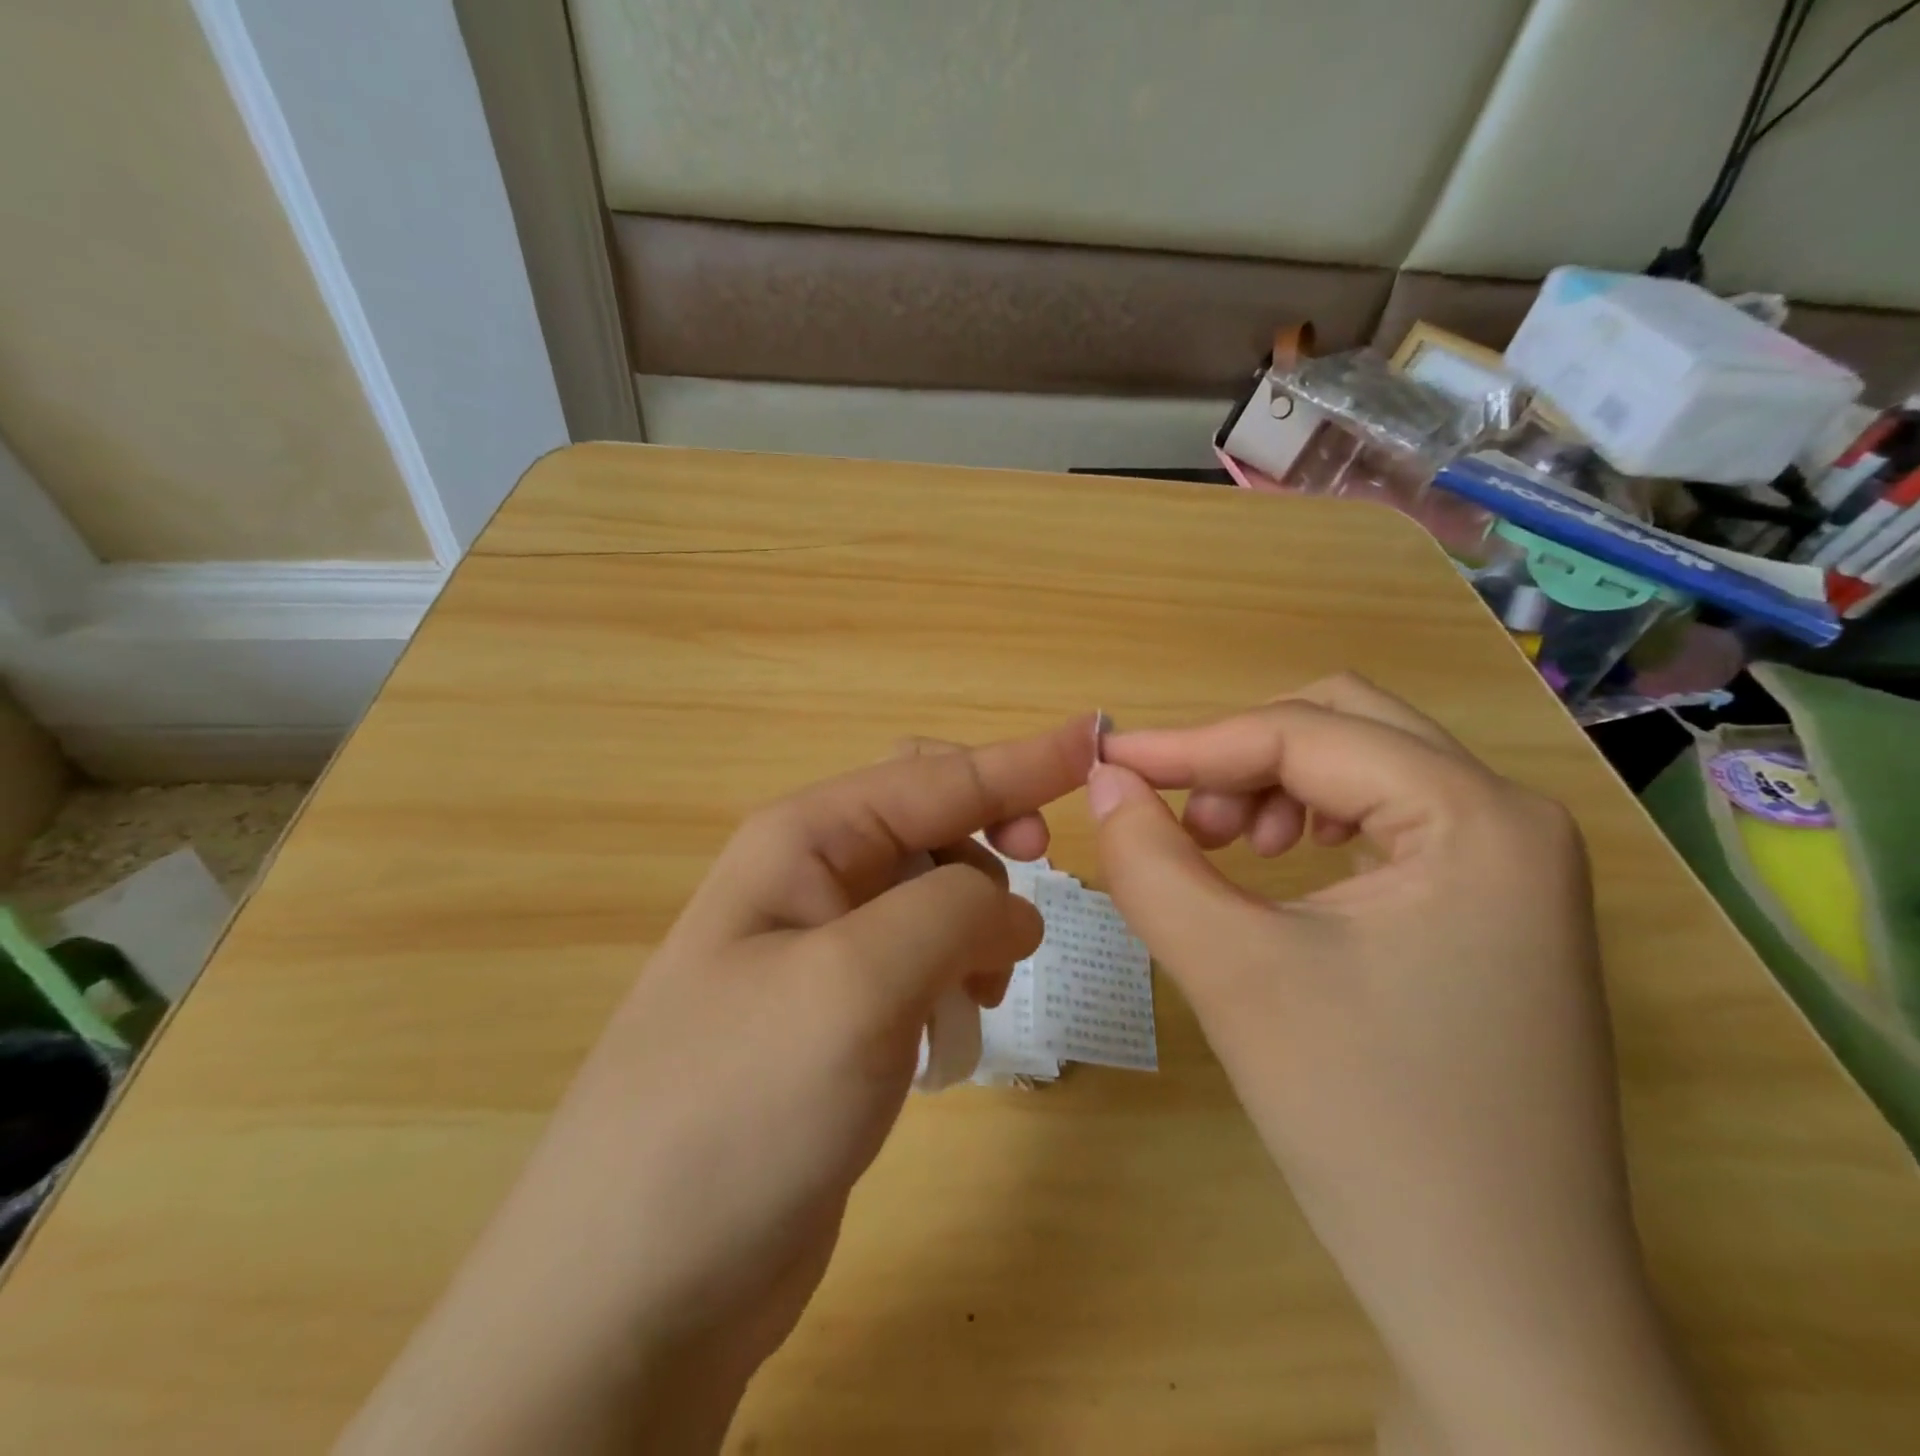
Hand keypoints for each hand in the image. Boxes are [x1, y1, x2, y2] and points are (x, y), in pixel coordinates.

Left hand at [338, 718, 1094, 1455]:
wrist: (637, 1285)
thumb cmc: (739, 1106)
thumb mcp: (855, 982)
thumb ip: (953, 912)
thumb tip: (1016, 908)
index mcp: (804, 841)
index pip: (935, 776)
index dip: (1021, 759)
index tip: (1096, 739)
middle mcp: (811, 879)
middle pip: (931, 820)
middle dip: (994, 834)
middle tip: (1045, 877)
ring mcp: (823, 951)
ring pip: (935, 893)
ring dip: (981, 917)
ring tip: (991, 983)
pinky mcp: (839, 1016)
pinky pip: (923, 958)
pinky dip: (960, 970)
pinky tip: (962, 1021)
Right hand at [1088, 675, 1716, 1455]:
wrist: (1499, 1303)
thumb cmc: (1367, 1124)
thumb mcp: (1233, 975)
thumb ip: (1149, 862)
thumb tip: (1103, 780)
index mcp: (1479, 819)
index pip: (1304, 733)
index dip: (1191, 743)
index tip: (1106, 764)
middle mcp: (1512, 821)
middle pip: (1346, 724)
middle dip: (1244, 754)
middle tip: (1186, 821)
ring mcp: (1513, 867)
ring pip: (1365, 765)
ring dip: (1277, 784)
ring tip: (1228, 852)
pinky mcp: (1494, 910)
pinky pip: (1387, 819)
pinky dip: (1312, 821)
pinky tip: (1281, 874)